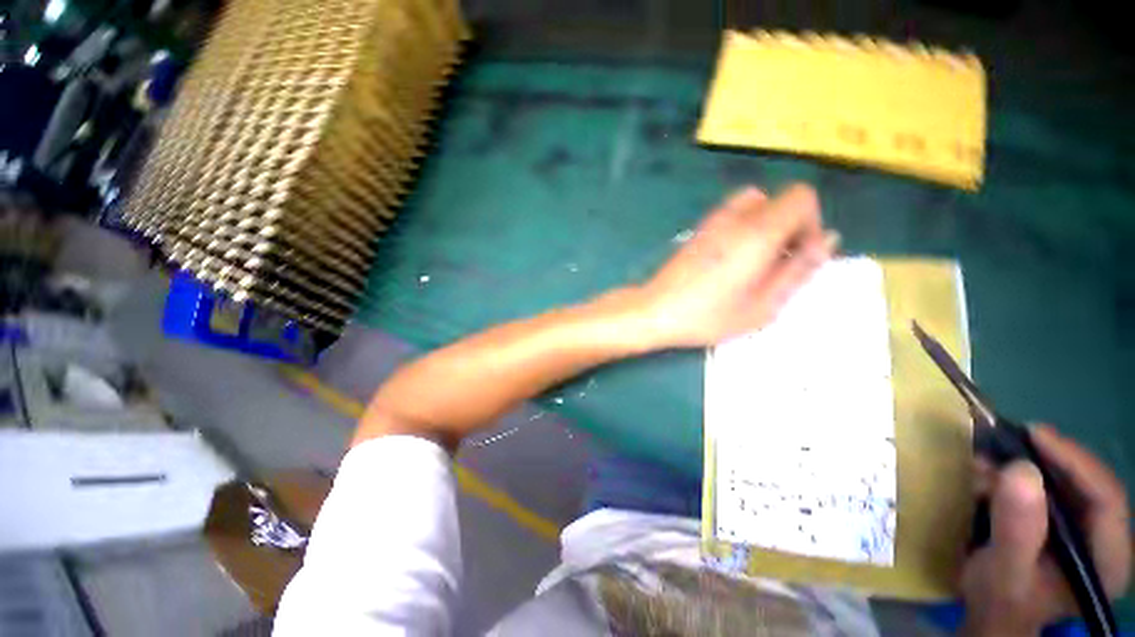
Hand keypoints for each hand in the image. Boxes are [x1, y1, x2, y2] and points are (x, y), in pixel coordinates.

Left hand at [632, 184, 838, 348]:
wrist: (656, 310)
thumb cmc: (708, 316)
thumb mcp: (763, 306)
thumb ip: (798, 271)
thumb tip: (828, 240)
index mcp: (757, 233)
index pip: (801, 196)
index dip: (812, 221)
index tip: (801, 254)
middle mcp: (735, 218)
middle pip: (780, 198)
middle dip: (792, 224)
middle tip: (780, 261)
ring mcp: (713, 221)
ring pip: (755, 203)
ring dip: (767, 224)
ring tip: (758, 260)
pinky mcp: (698, 230)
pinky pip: (733, 214)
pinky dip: (745, 226)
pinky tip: (734, 259)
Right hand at [961, 425, 1131, 636]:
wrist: (991, 615)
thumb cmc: (1001, 601)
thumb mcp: (1005, 571)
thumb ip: (1017, 529)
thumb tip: (1020, 471)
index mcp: (1107, 559)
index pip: (1106, 498)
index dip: (1075, 461)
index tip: (1033, 435)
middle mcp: (1105, 539)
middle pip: (1088, 485)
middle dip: (1046, 459)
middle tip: (1006, 440)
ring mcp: (1085, 531)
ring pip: (1067, 482)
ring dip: (1028, 465)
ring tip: (989, 456)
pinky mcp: (1064, 524)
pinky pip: (1049, 488)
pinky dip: (1019, 475)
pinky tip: (991, 472)